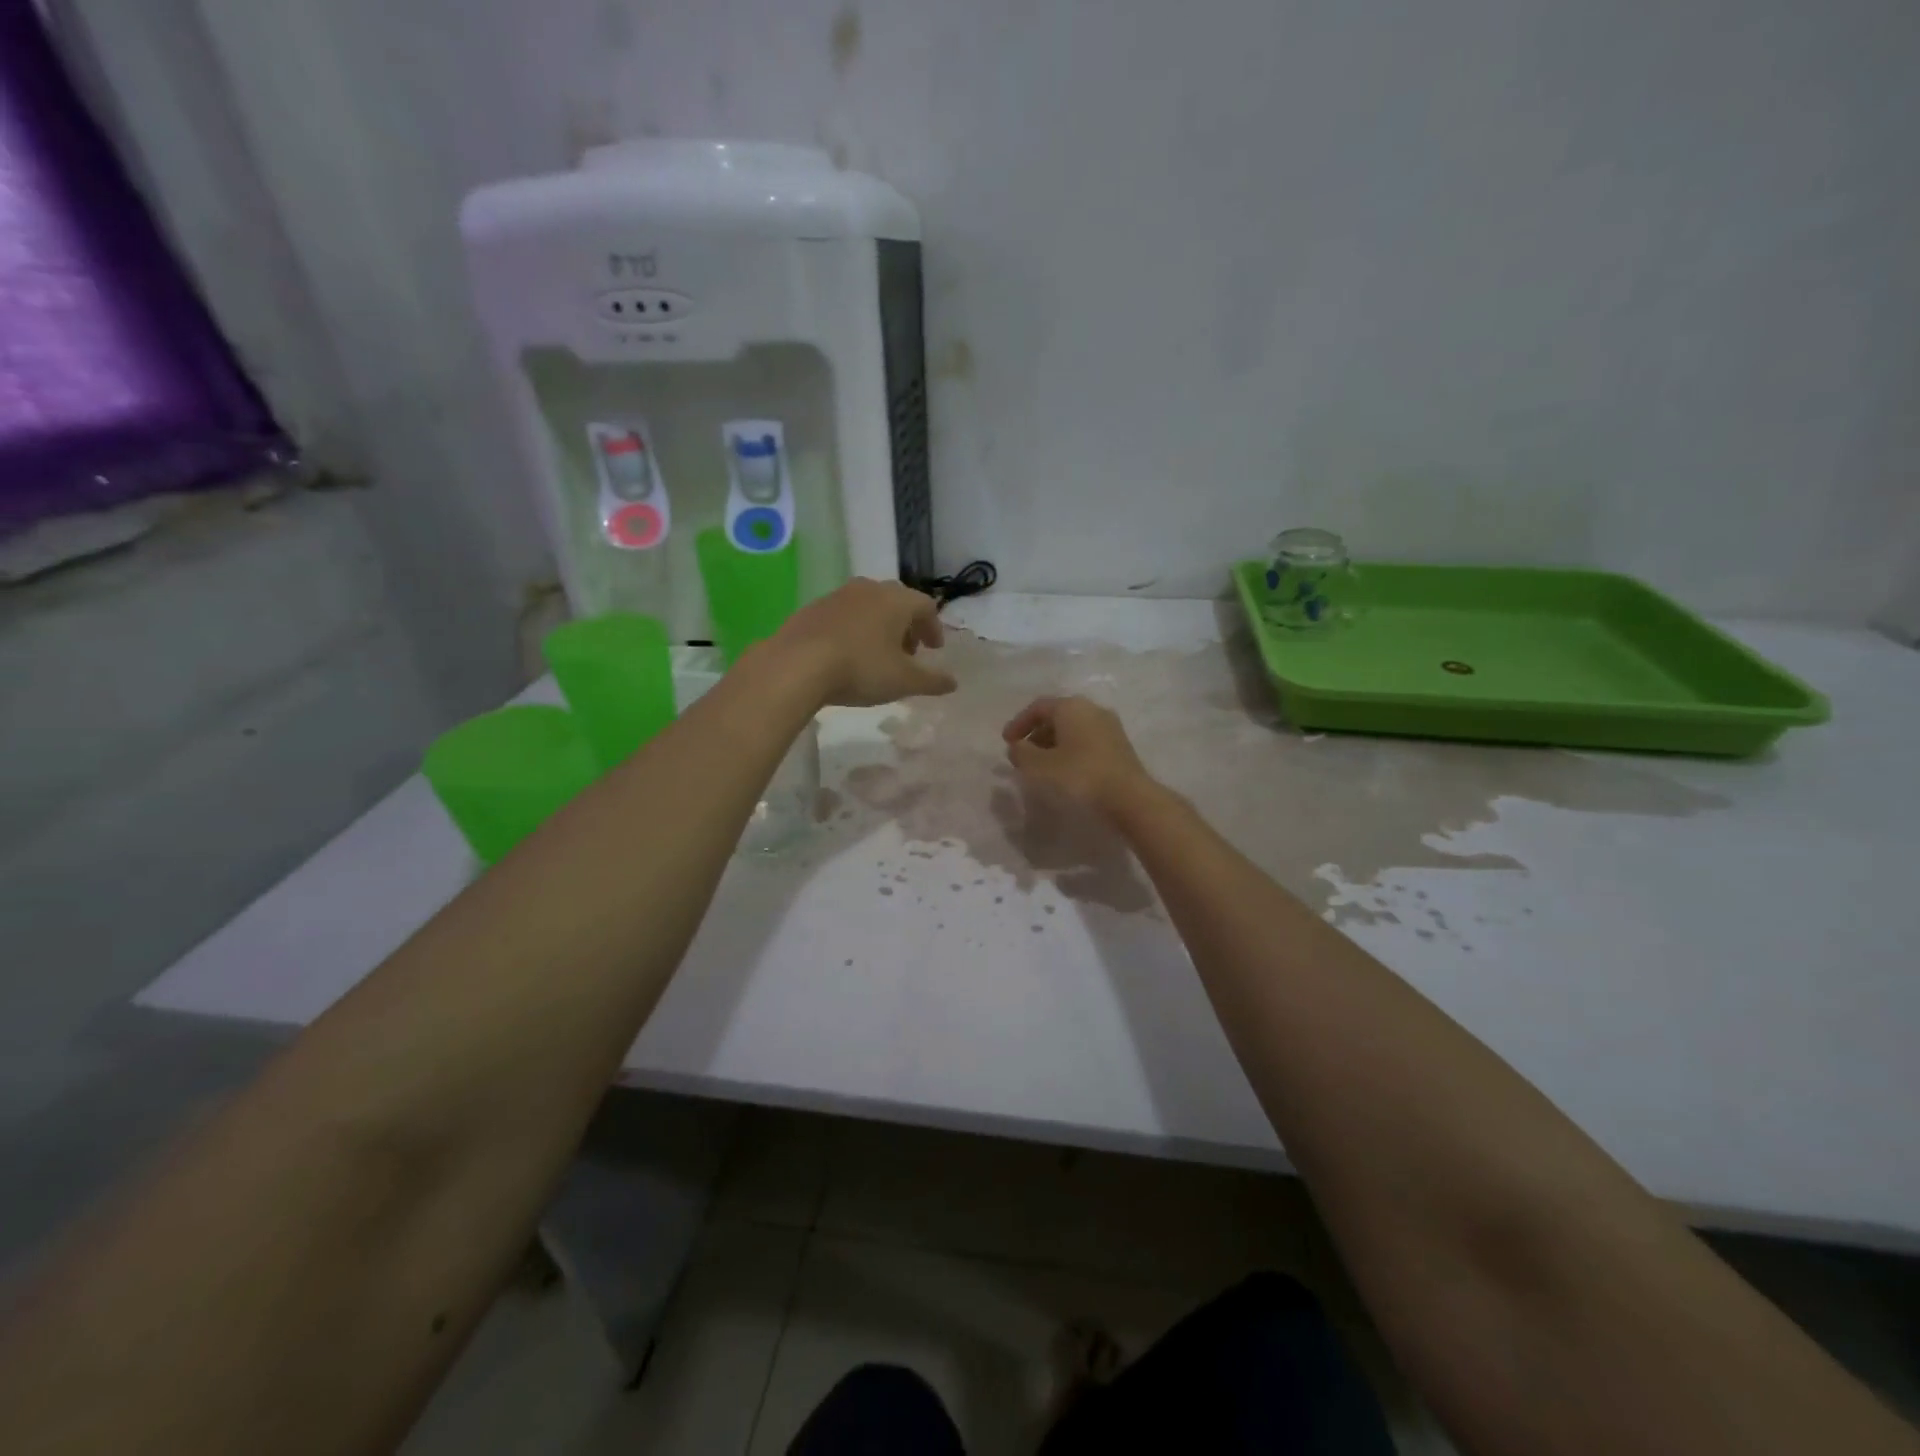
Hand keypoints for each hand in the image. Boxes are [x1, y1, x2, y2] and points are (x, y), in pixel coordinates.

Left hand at [770, 578, 957, 706]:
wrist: (797, 664)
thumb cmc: (861, 669)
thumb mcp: (903, 681)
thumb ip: (932, 681)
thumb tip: (953, 682)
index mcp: (897, 600)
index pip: (926, 606)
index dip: (934, 628)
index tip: (934, 650)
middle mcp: (869, 589)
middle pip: (897, 602)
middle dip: (907, 626)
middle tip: (909, 652)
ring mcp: (838, 595)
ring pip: (869, 606)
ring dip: (880, 627)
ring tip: (878, 654)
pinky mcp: (813, 608)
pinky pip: (844, 615)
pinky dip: (854, 629)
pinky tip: (847, 654)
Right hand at [1002, 696, 1154, 816]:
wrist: (1129, 797)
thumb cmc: (1079, 776)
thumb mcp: (1039, 766)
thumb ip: (1021, 753)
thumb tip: (1017, 747)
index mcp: (1071, 707)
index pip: (1038, 707)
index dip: (1019, 723)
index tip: (1006, 742)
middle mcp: (1092, 709)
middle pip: (1057, 716)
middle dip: (1036, 735)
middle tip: (1023, 756)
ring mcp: (1110, 727)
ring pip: (1073, 730)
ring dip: (1053, 745)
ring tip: (1042, 767)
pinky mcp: (1120, 746)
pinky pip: (1087, 741)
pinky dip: (1070, 751)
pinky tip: (1065, 772)